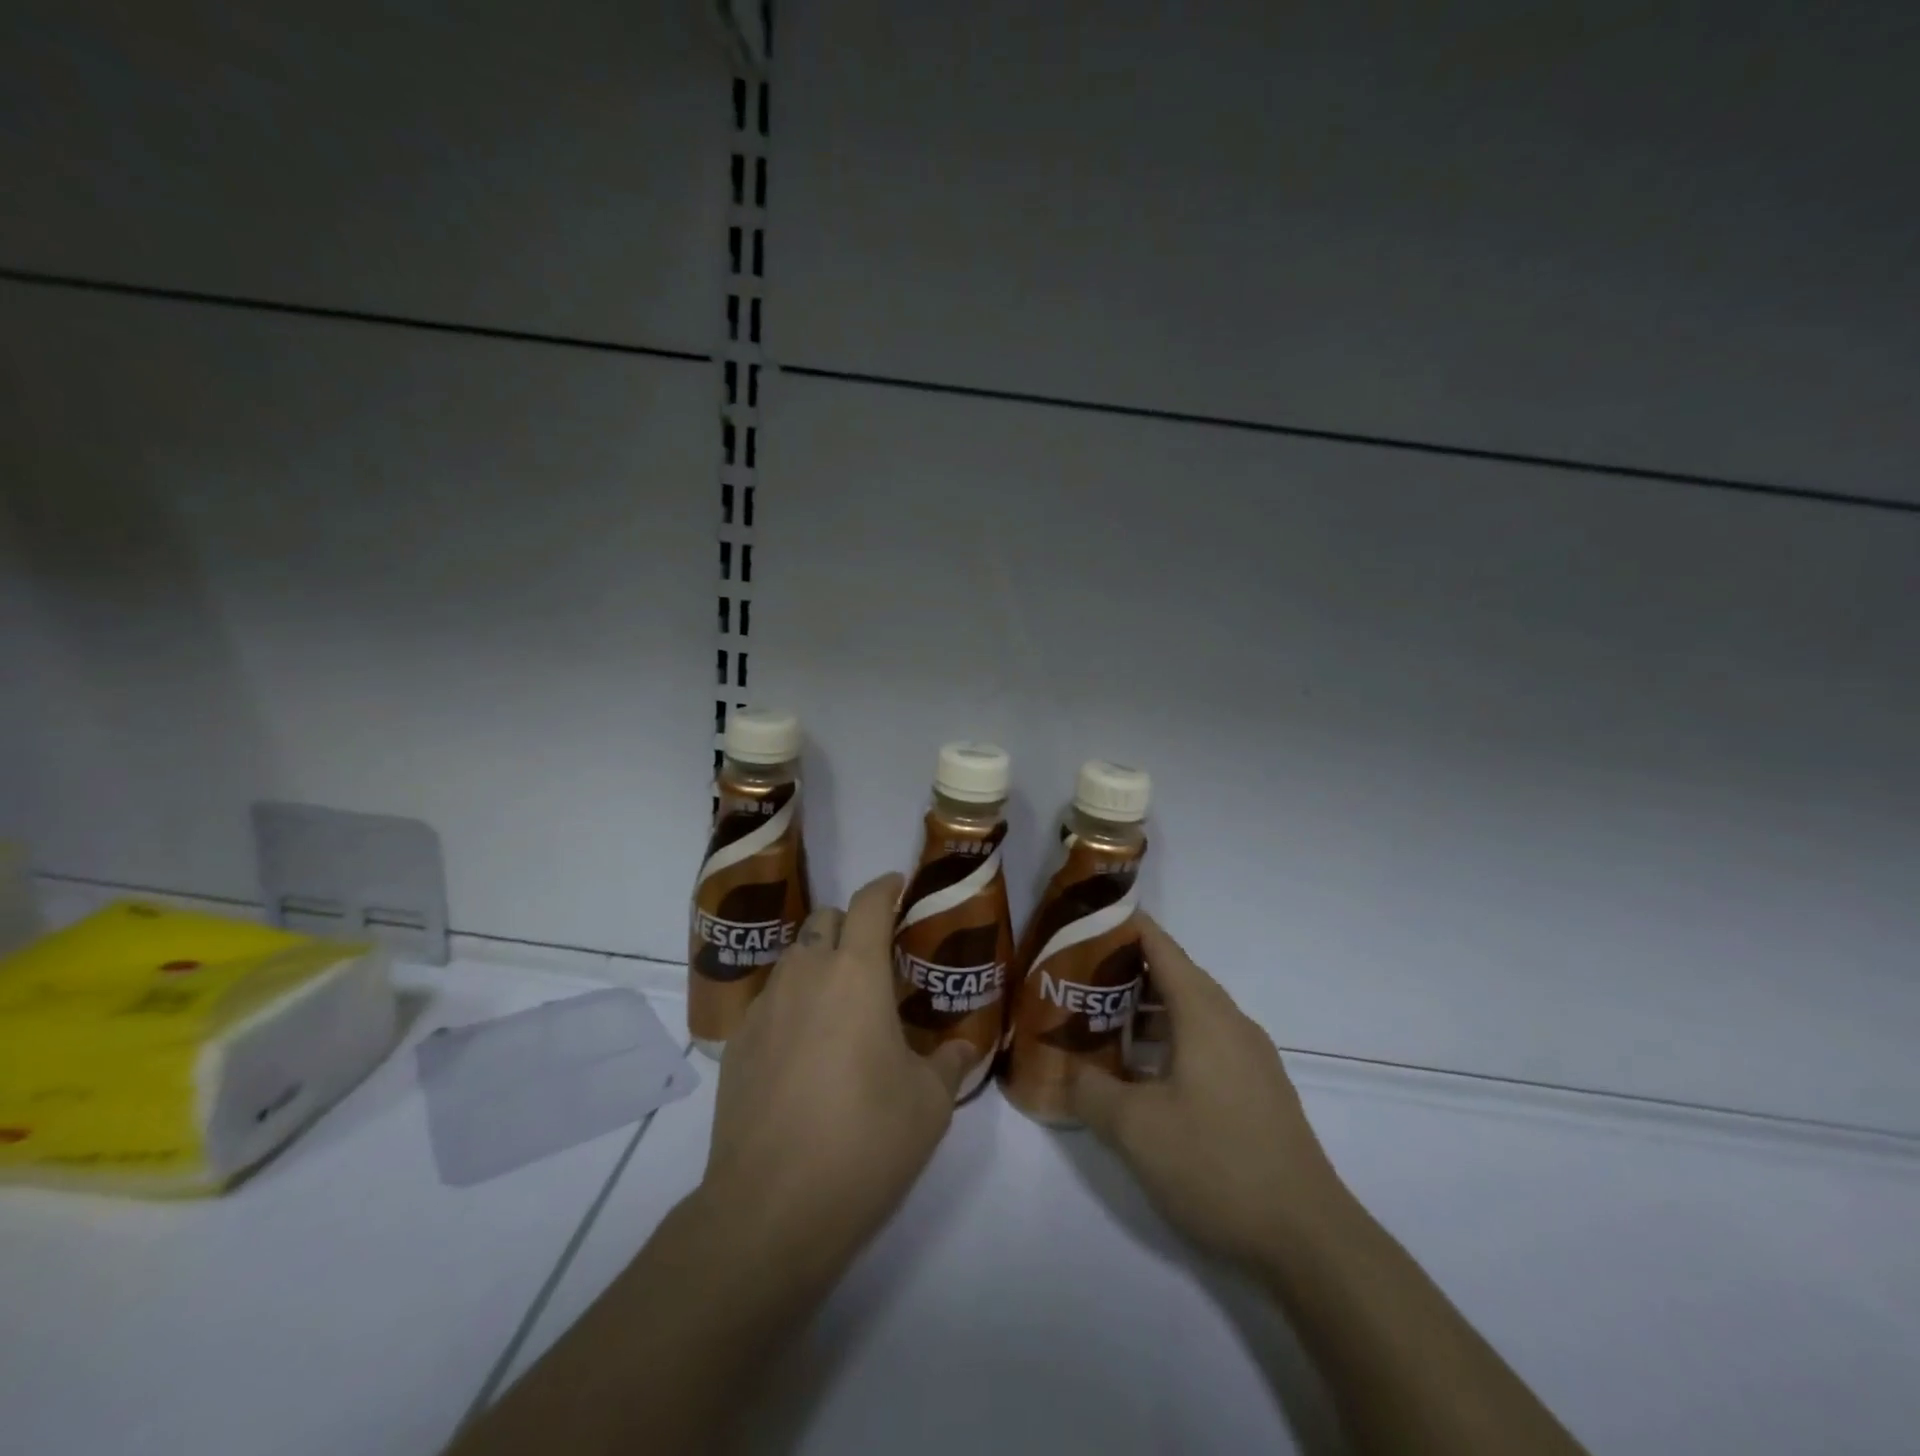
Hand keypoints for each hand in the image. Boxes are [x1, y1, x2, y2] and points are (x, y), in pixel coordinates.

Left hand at [700, 873, 976, 1279]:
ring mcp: (765, 1008)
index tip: (897, 887)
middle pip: (824, 920)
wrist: (771, 1208)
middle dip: (850, 924)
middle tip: (875, 957)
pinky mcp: (738, 1044)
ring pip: (793, 957)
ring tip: (841, 1003)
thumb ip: (950, 1064)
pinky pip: (770, 999)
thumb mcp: (929, 1104)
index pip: (868, 905)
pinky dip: (792, 1002)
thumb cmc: (865, 1141)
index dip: (884, 888)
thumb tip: (964, 1048)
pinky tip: (805, 1048)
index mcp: (855, 974)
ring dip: (819, 961)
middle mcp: (805, 975)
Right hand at [1072, 916, 1346, 1270]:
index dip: (1123, 927)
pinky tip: (1143, 1074)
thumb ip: (1090, 1091)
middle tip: (1077, 980)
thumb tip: (1066, 1072)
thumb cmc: (1217, 1164)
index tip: (1084, 922)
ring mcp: (1250, 1057)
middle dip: (1125, 972)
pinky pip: (1206, 1042)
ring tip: (1101, 1024)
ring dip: (1146, 1011)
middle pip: (1174, 976)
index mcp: (1204, 1013)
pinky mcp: (1257, 1089)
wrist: (1309, 1239)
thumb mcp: (1136, 1129)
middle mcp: (1231, 1022)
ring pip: (1190, 1013)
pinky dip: (1170, 1040)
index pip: (1160, 947)